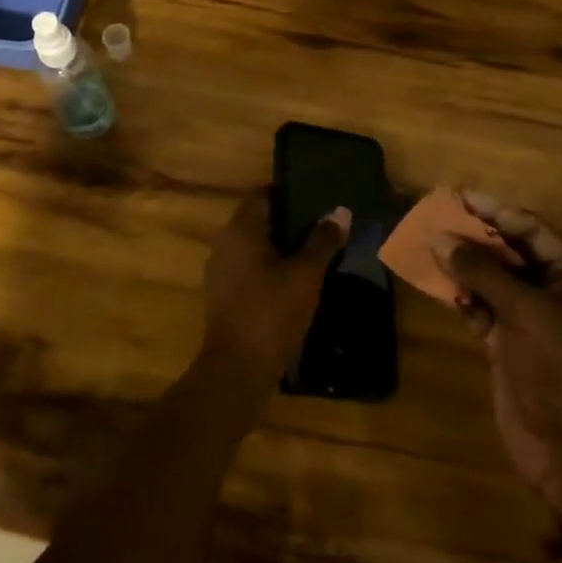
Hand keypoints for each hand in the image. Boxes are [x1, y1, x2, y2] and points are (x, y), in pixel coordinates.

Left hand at [200, 189, 349, 395]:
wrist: (236, 370)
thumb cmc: (271, 312)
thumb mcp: (305, 275)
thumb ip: (322, 241)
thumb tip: (340, 211)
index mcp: (240, 230)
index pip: (262, 194)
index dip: (288, 192)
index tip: (316, 196)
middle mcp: (225, 243)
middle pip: (258, 220)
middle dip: (289, 221)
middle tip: (322, 223)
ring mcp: (221, 272)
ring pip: (254, 247)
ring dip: (281, 247)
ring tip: (315, 252)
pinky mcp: (225, 296)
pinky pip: (250, 270)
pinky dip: (271, 269)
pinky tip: (296, 282)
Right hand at [440, 193, 561, 515]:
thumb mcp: (526, 313)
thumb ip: (483, 273)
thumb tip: (442, 239)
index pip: (531, 229)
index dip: (494, 211)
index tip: (458, 195)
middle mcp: (555, 291)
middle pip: (510, 251)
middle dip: (474, 236)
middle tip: (436, 216)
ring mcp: (531, 318)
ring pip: (492, 279)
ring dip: (463, 265)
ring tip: (428, 245)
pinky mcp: (509, 343)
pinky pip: (482, 307)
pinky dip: (463, 297)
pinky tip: (440, 285)